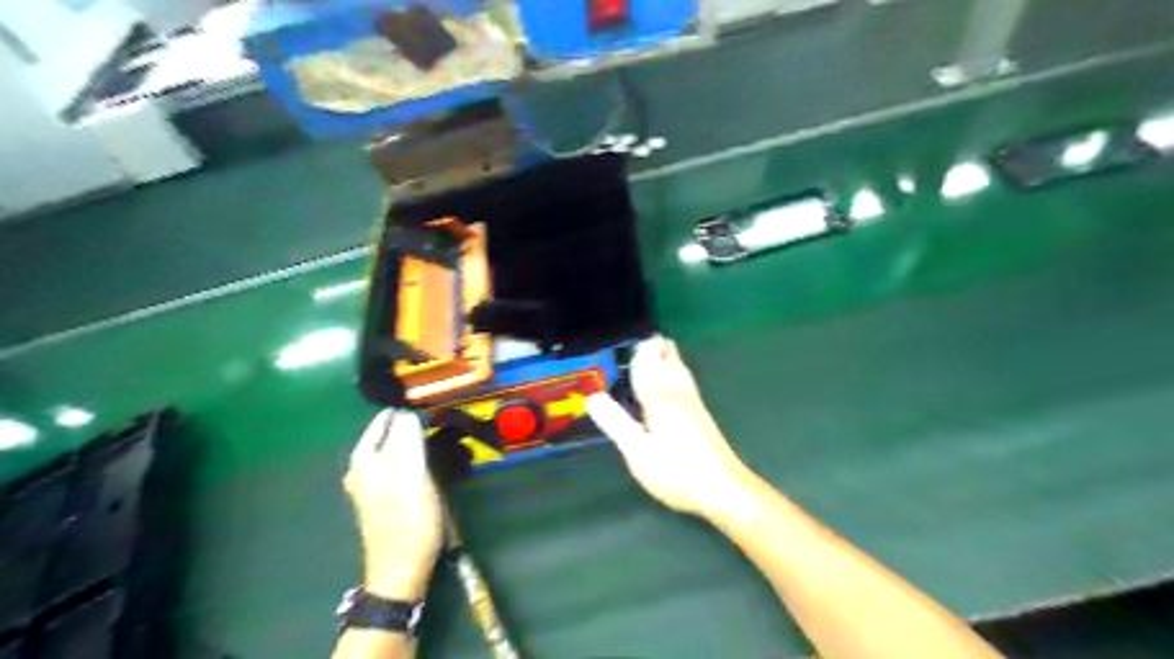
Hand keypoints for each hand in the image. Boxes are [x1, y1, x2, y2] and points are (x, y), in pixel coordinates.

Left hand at [348, 410, 443, 600]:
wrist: (401, 569)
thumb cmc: (409, 518)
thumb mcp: (412, 472)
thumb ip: (407, 438)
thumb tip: (407, 412)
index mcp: (364, 460)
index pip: (384, 420)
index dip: (406, 412)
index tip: (431, 406)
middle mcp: (363, 470)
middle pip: (388, 436)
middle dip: (413, 428)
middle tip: (440, 423)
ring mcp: (372, 487)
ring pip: (395, 452)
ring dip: (416, 444)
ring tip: (441, 440)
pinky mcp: (385, 500)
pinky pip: (399, 468)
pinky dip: (415, 461)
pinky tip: (431, 465)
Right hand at [588, 340, 750, 519]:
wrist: (724, 489)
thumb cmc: (676, 472)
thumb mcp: (638, 451)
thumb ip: (615, 422)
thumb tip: (592, 397)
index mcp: (660, 401)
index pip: (648, 370)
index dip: (642, 356)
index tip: (638, 339)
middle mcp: (679, 396)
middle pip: (669, 366)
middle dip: (659, 351)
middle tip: (652, 337)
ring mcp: (695, 406)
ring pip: (681, 373)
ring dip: (672, 358)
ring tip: (666, 347)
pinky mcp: (703, 417)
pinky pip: (688, 383)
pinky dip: (680, 372)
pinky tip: (682, 379)